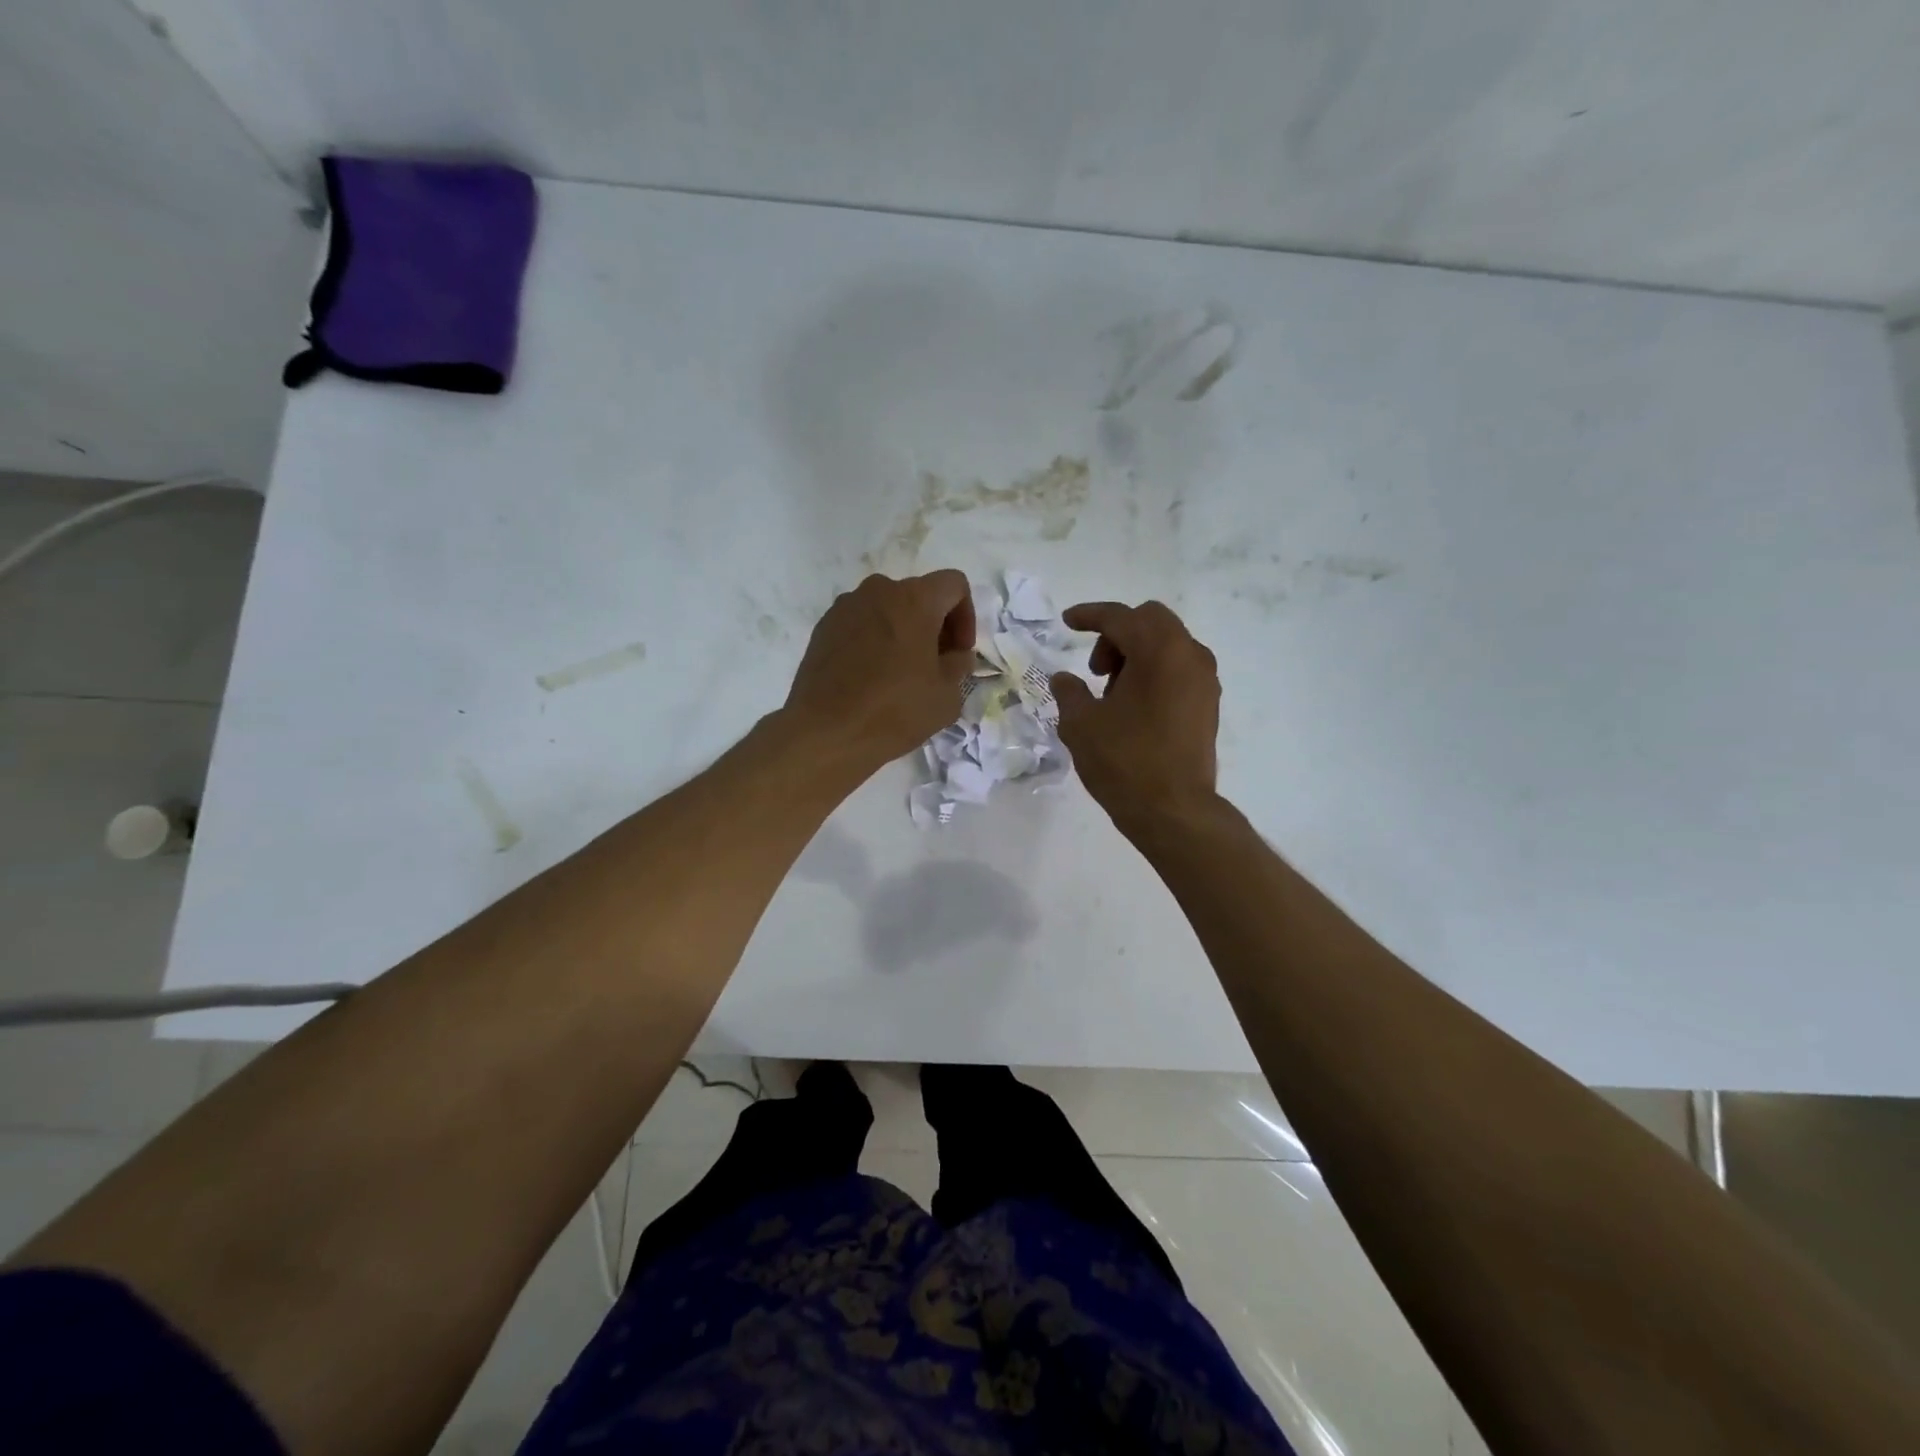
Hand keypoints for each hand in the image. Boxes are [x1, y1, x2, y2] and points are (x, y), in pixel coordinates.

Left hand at [785, 571, 975, 772]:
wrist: (825, 732)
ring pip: (887, 609)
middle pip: (919, 595)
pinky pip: (861, 624)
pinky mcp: (823, 627)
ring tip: (901, 673)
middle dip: (934, 626)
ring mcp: (845, 607)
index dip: (966, 617)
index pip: (954, 585)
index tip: (958, 652)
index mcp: (914, 599)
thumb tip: (955, 655)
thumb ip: (960, 666)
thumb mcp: (947, 696)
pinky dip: (874, 641)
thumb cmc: (894, 711)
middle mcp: (878, 590)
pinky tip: (870, 677)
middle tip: (935, 665)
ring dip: (903, 632)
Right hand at [1051, 600, 1219, 824]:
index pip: (1120, 617)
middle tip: (1095, 669)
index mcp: (1158, 651)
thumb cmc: (1124, 761)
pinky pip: (1179, 668)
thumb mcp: (1081, 724)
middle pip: (1150, 621)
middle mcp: (1189, 655)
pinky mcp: (1209, 704)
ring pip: (1168, 644)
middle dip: (1117, 634)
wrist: (1174, 810)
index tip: (1067, 621)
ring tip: (1112, 692)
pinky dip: (1155, 672)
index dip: (1089, 615)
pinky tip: (1133, 706)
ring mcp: (1204, 680)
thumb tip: (1064, 679)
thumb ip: (1069, 692)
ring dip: (1137, 653)